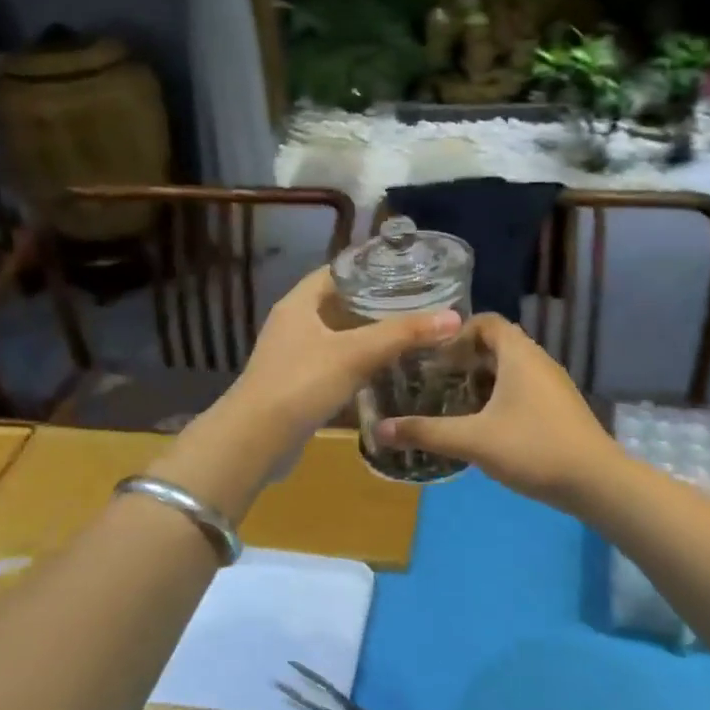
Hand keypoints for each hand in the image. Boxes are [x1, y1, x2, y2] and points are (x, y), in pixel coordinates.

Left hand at [229, 267, 460, 444]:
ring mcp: (291, 355)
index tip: (406, 272)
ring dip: (365, 335)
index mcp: (299, 303)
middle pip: (338, 303)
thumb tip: (453, 316)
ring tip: (406, 334)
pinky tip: (382, 371)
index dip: (369, 269)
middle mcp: (292, 323)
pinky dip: (355, 363)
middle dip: (374, 303)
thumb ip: (402, 334)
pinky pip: (332, 364)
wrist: (256, 440)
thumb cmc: (302, 383)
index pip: (337, 272)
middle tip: (415, 304)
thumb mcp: (356, 354)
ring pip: (336, 336)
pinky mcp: (296, 384)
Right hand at [374, 314, 622, 509]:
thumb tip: (380, 429)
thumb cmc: (533, 448)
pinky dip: (501, 396)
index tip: (433, 356)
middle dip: (465, 359)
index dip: (457, 333)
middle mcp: (538, 361)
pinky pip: (524, 388)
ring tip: (454, 403)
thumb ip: (427, 432)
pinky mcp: (560, 408)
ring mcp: (553, 385)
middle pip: (497, 345)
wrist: (597, 482)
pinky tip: (486, 425)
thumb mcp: (474, 440)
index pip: (486, 322)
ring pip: (511, 369)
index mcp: (519, 354)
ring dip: (483, 380)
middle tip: (436, 380)